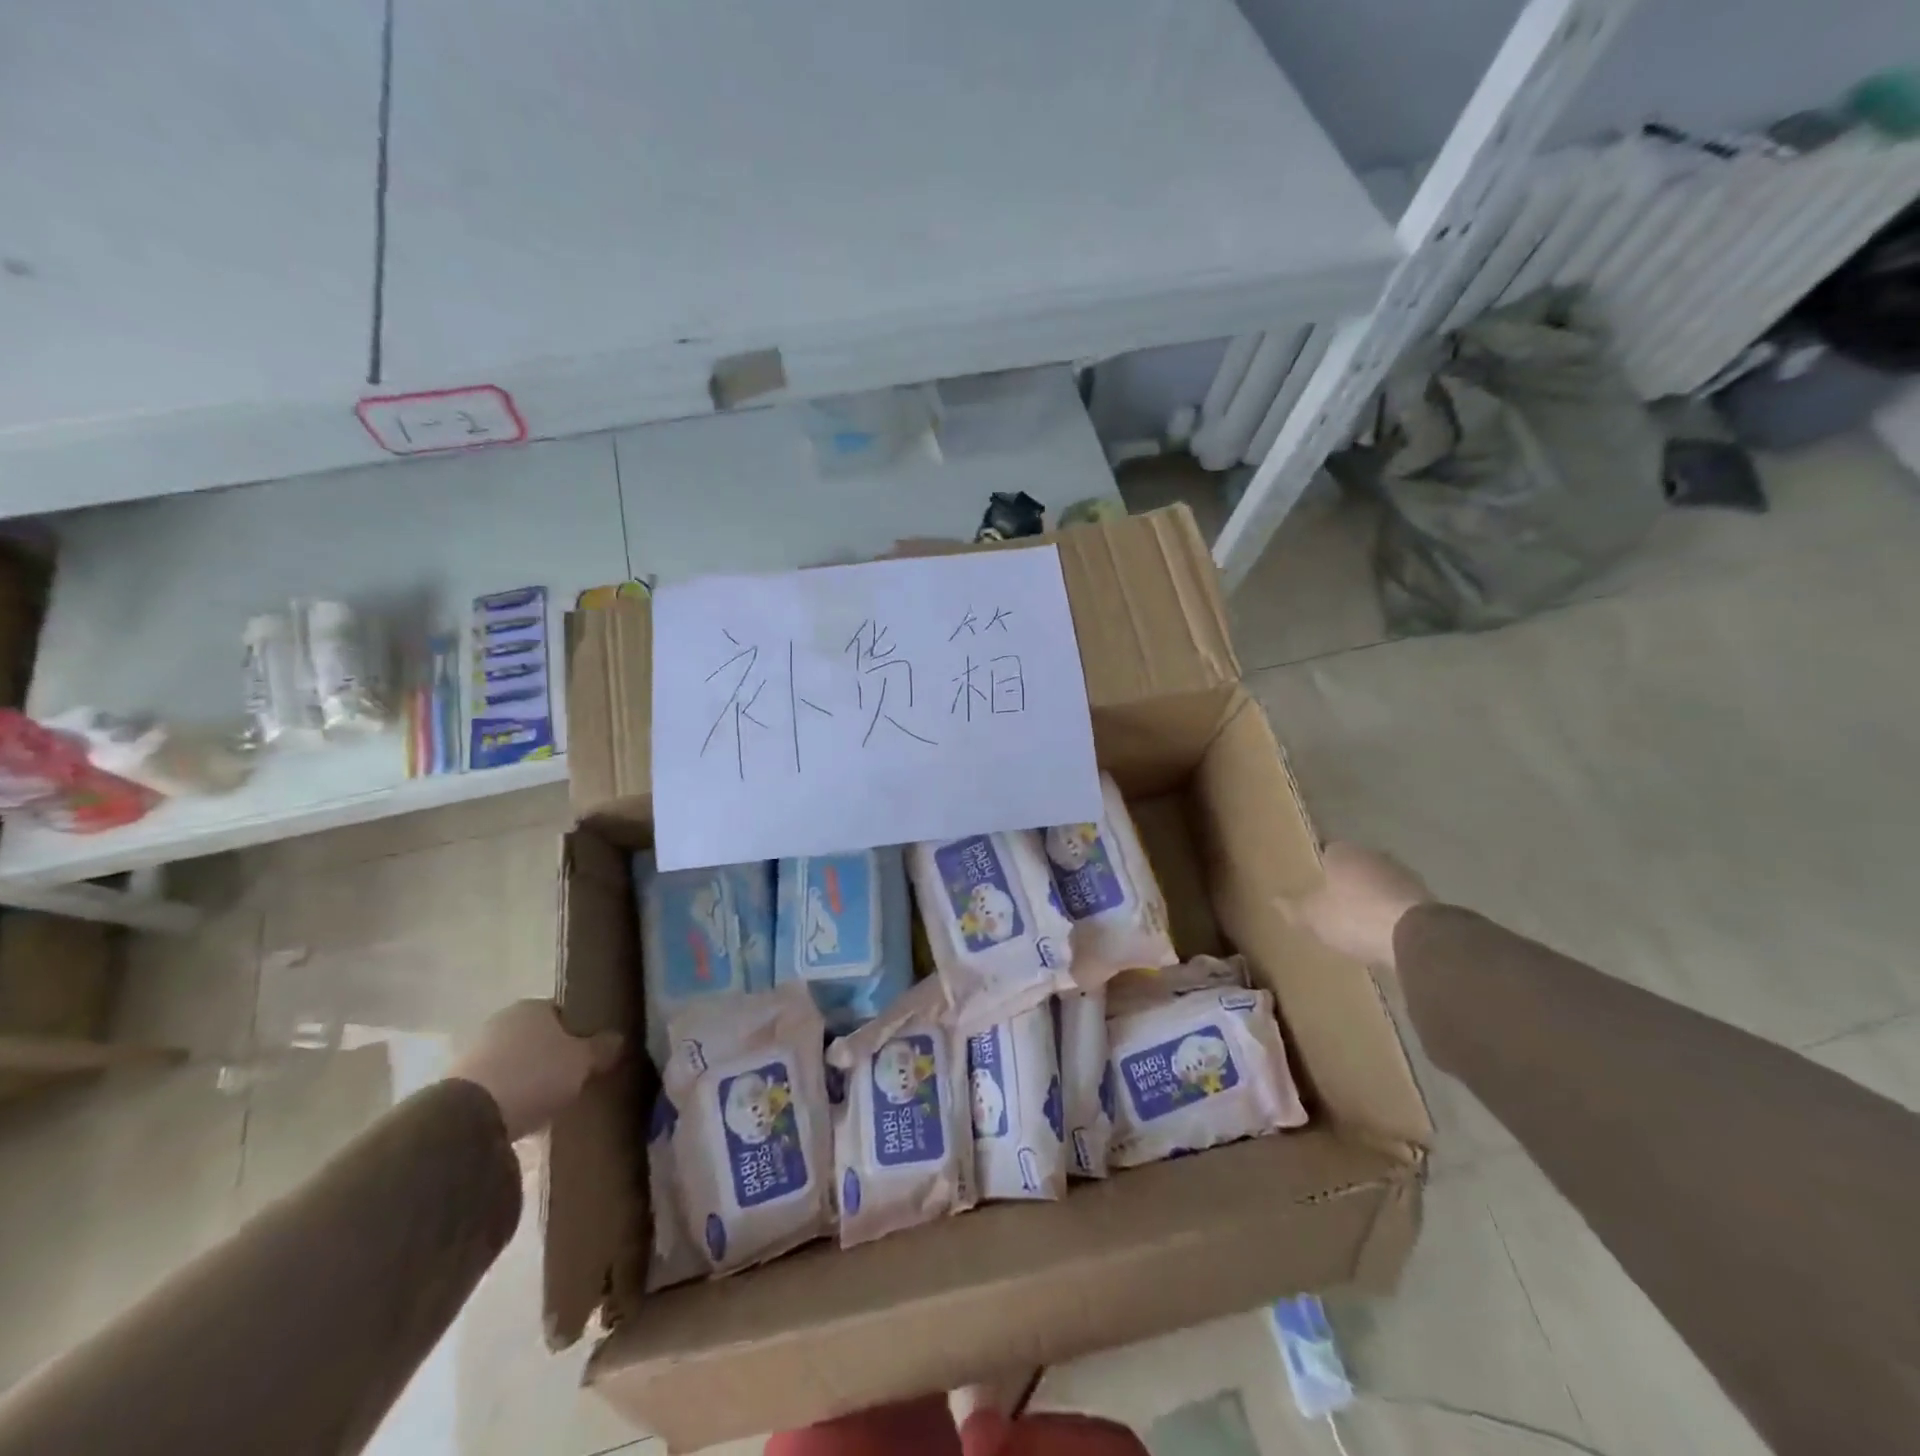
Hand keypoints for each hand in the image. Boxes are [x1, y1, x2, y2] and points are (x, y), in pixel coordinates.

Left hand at [451, 1000, 623, 1140]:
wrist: (467, 1118)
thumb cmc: (534, 1076)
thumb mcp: (583, 1062)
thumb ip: (603, 1048)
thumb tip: (618, 1039)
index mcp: (532, 1006)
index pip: (563, 1012)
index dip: (579, 1032)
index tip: (589, 1054)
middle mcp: (502, 1021)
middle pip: (536, 1037)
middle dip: (551, 1055)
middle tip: (570, 1079)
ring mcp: (475, 1051)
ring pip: (514, 1061)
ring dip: (527, 1077)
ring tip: (545, 1103)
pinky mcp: (456, 1085)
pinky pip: (494, 1085)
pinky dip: (507, 1097)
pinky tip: (519, 1116)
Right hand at [1282, 842, 1431, 970]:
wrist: (1414, 936)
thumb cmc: (1353, 916)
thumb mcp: (1313, 916)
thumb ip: (1294, 908)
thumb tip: (1273, 899)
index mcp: (1344, 853)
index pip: (1328, 851)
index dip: (1321, 867)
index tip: (1314, 882)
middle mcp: (1375, 856)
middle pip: (1356, 866)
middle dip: (1347, 881)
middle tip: (1334, 902)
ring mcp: (1404, 875)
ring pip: (1380, 882)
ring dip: (1373, 896)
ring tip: (1360, 920)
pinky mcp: (1426, 898)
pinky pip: (1399, 902)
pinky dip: (1391, 912)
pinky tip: (1384, 931)